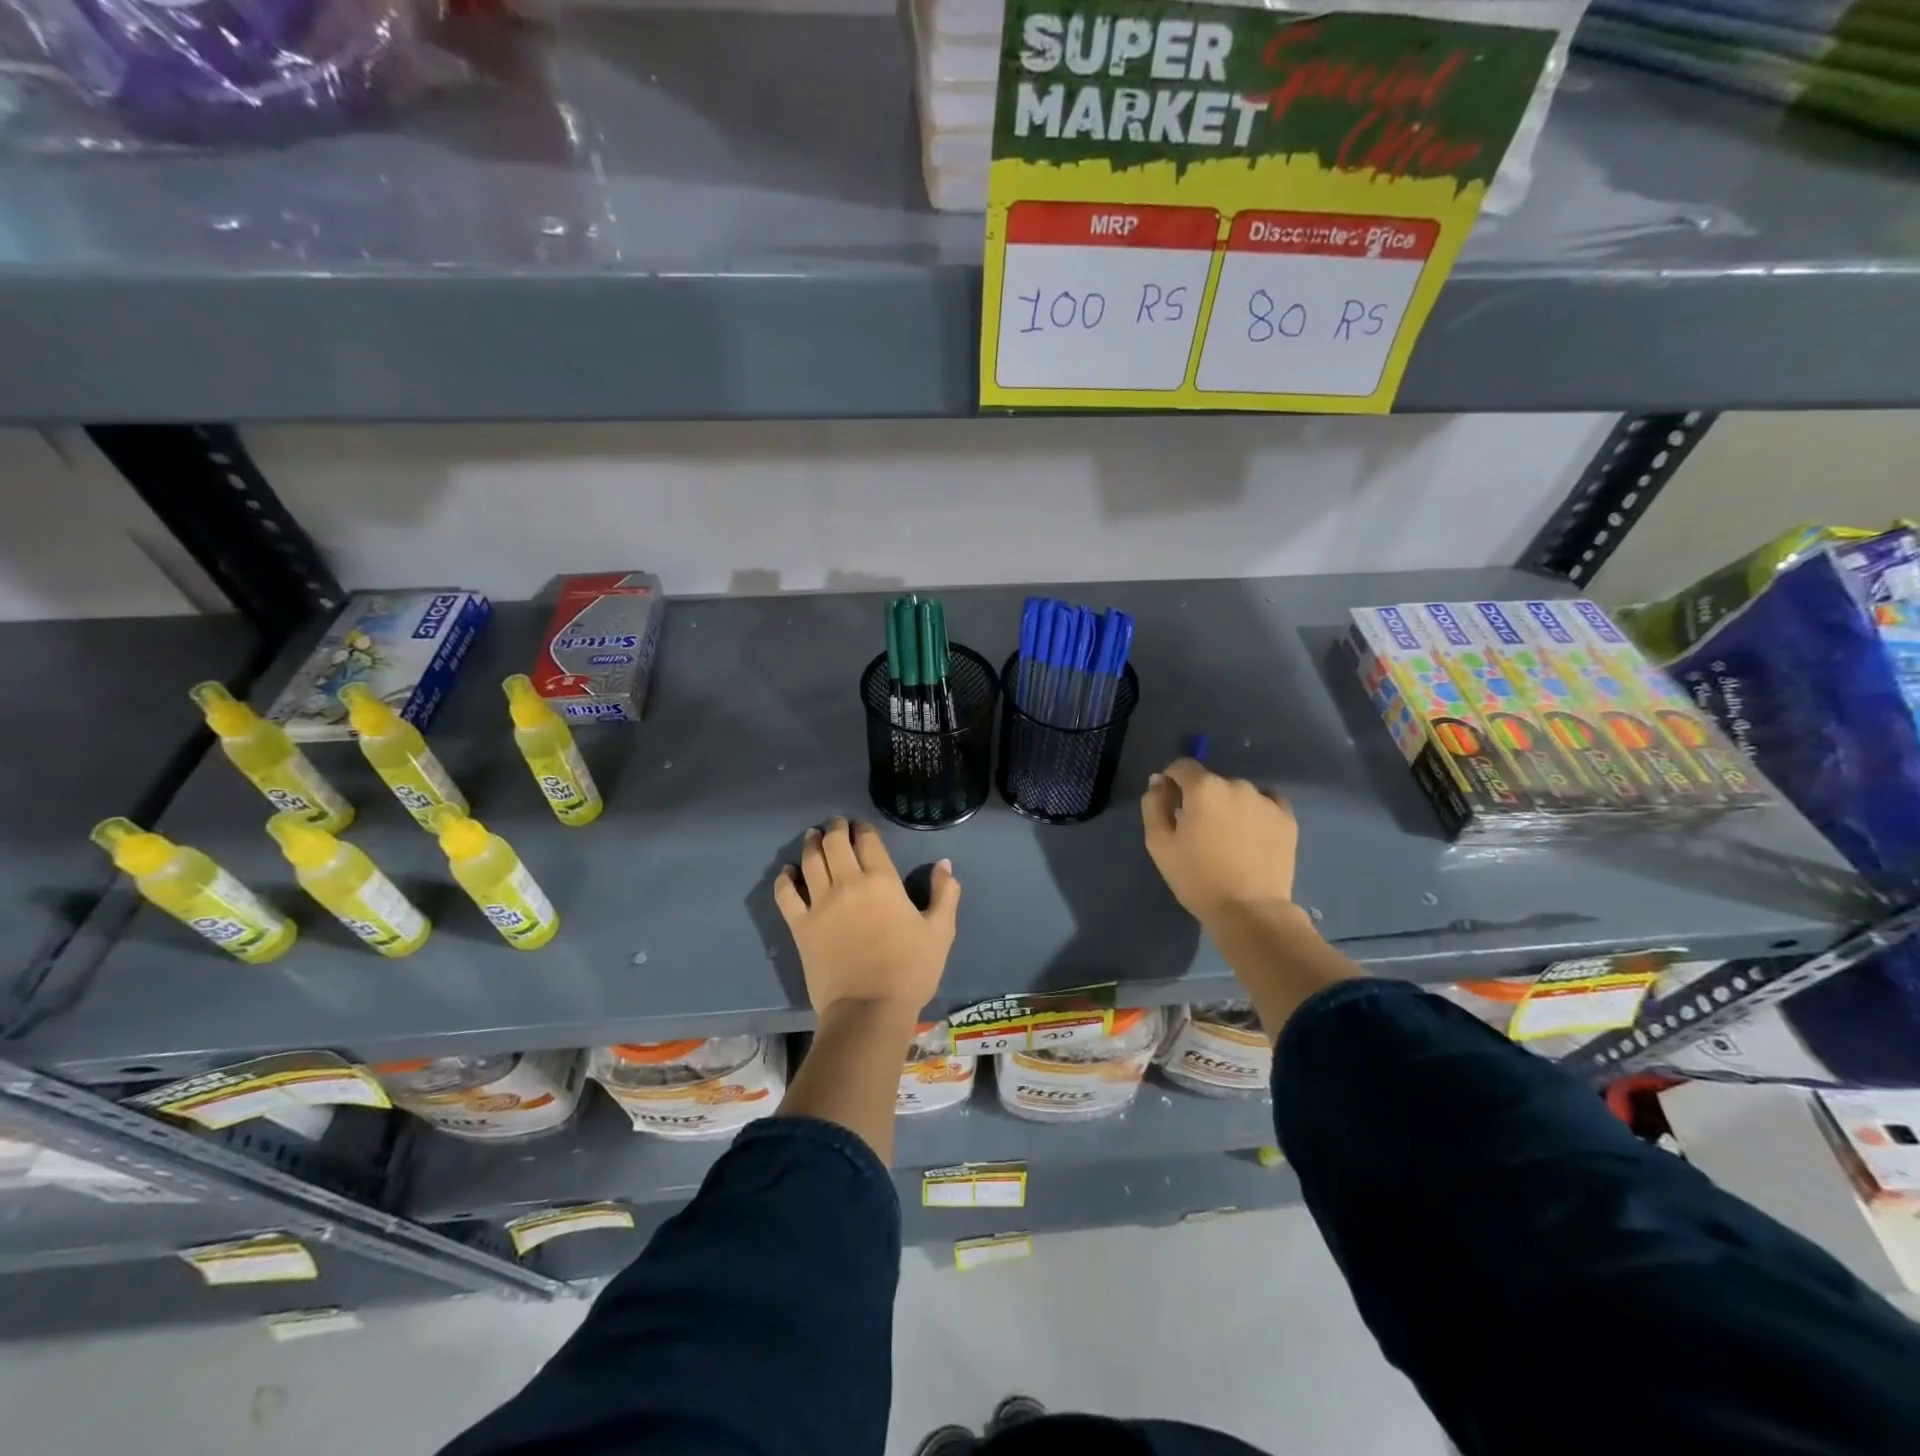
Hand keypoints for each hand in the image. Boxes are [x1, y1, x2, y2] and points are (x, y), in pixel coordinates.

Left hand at [773, 818, 960, 1018]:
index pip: (868, 841)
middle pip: (835, 843)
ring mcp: (820, 904)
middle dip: (835, 828)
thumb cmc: (910, 970)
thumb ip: (945, 894)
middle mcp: (847, 883)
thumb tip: (944, 864)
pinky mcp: (800, 927)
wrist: (869, 1009)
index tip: (861, 826)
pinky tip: (787, 872)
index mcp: (882, 880)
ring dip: (811, 844)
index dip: (863, 828)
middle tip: (836, 824)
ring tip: (812, 837)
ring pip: (810, 861)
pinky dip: (784, 879)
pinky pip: (786, 895)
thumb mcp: (940, 932)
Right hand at [1140, 758, 1298, 929]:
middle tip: (1199, 829)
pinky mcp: (1287, 818)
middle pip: (1212, 781)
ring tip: (1228, 837)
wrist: (1250, 910)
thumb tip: (1158, 782)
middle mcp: (1237, 785)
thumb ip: (1153, 805)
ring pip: (1239, 793)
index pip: (1182, 766)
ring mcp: (1266, 800)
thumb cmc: (1197, 877)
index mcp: (1203, 787)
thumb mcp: (1159, 843)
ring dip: (1229, 805)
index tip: (1170, 801)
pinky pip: (1267, 803)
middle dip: (1202, 798)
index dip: (1172, 780)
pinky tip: (1252, 834)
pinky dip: (1256, 812)